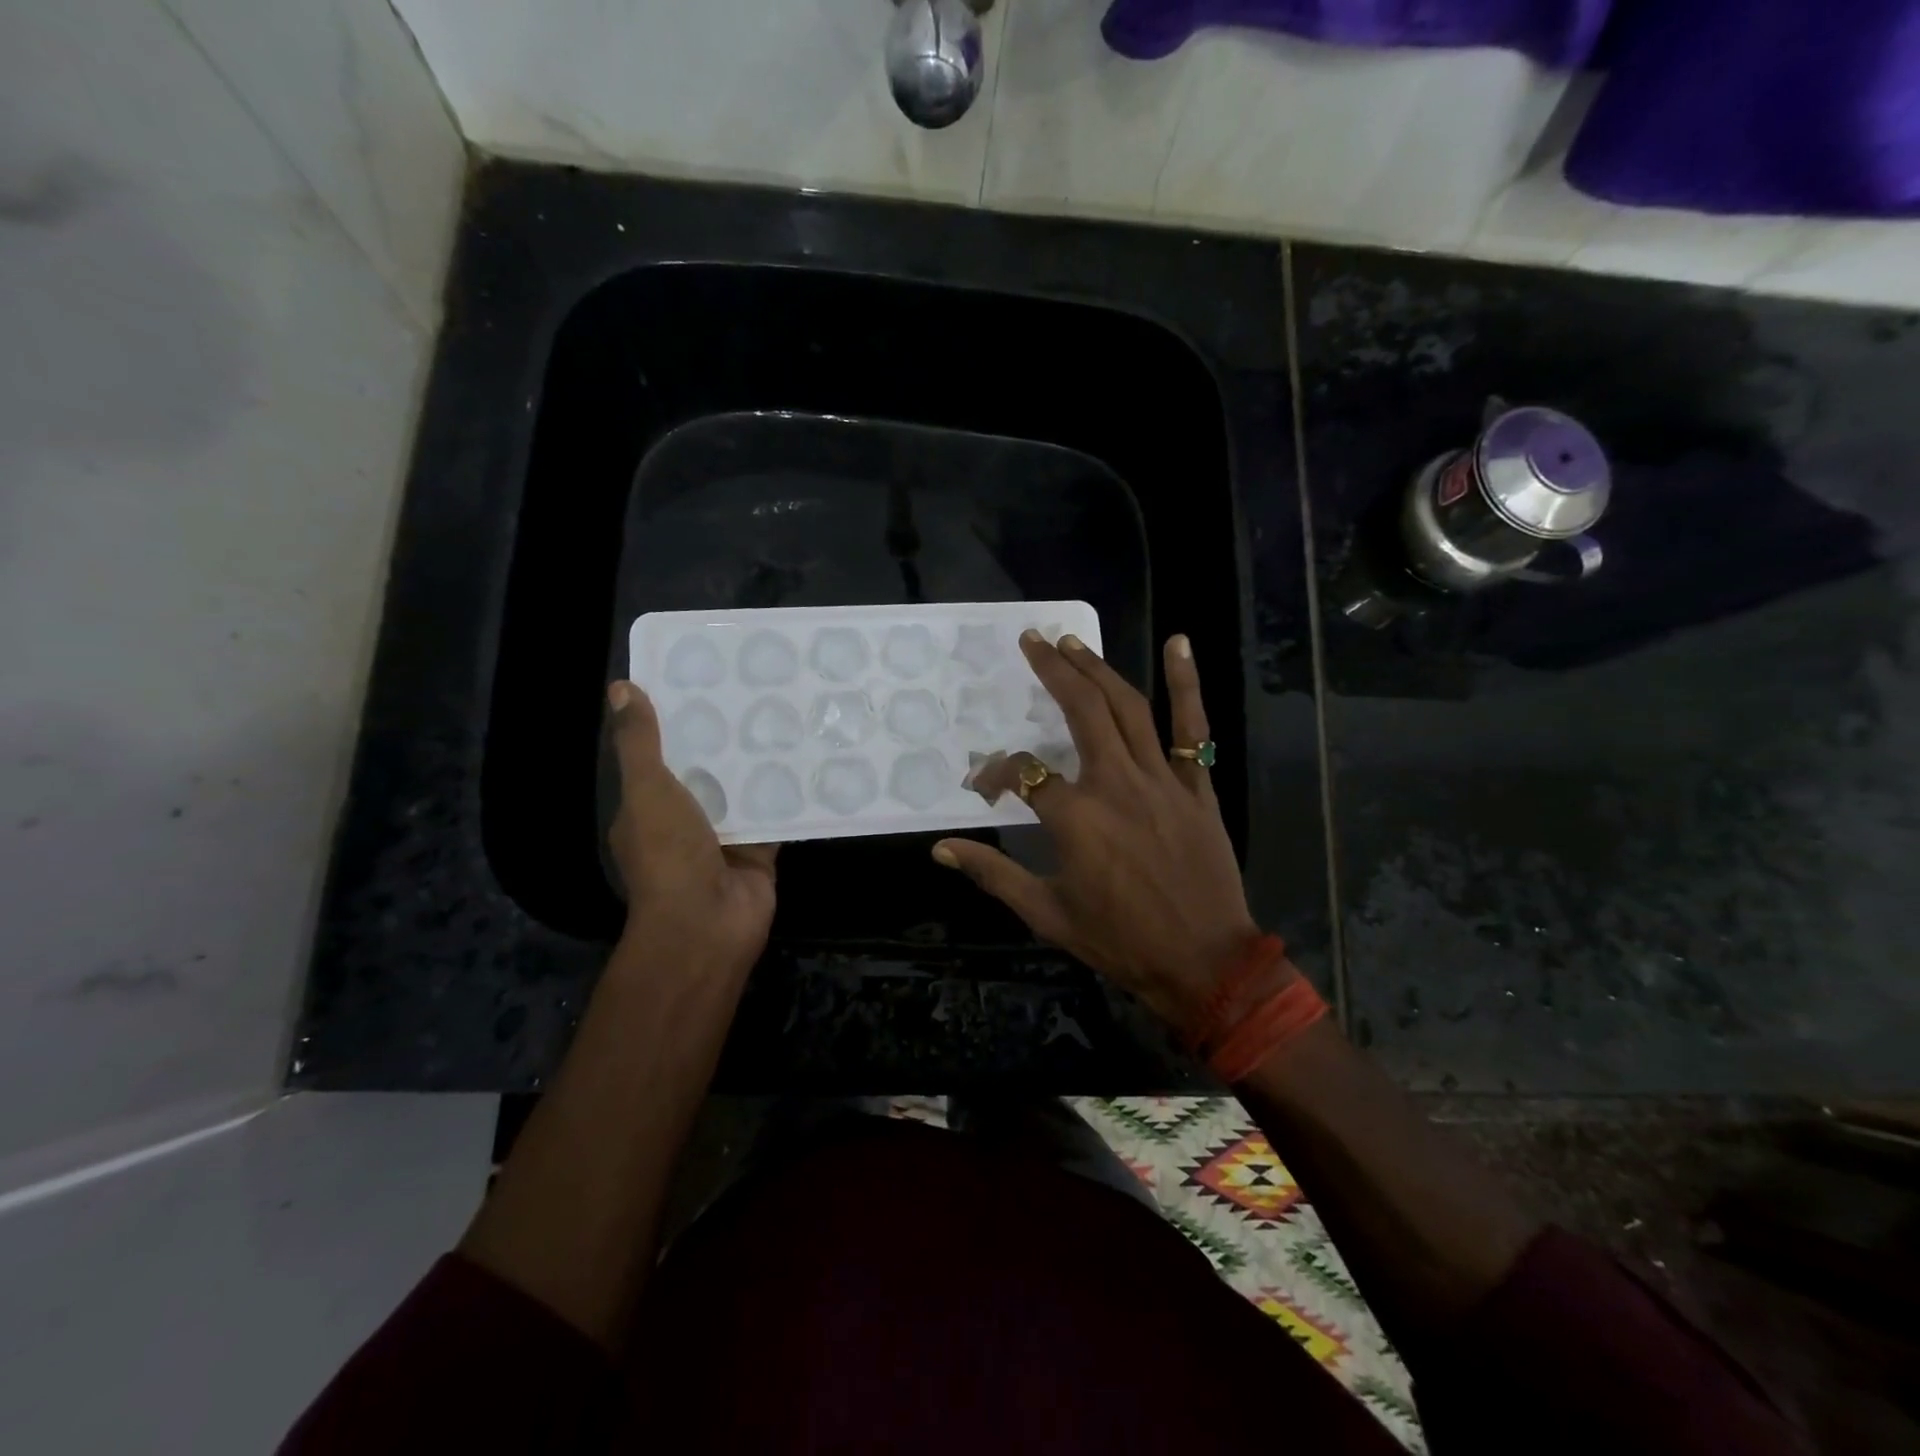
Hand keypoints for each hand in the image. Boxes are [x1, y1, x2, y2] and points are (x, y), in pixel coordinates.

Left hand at [606, 681, 777, 979]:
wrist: (708, 922)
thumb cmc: (668, 853)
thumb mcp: (647, 789)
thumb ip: (640, 743)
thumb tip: (620, 688)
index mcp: (648, 806)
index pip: (660, 754)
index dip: (676, 720)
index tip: (702, 681)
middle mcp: (684, 820)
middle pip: (706, 769)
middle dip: (725, 737)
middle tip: (754, 689)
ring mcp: (723, 836)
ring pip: (742, 789)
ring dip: (758, 761)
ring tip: (784, 712)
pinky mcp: (759, 848)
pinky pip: (774, 813)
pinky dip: (788, 792)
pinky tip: (807, 757)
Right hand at [932, 633, 1259, 1031]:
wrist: (1203, 963)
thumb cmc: (1120, 941)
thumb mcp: (1046, 913)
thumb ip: (993, 873)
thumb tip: (941, 848)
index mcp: (1075, 818)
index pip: (1022, 773)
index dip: (995, 773)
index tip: (984, 785)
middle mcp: (1116, 784)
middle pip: (1080, 710)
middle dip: (1052, 671)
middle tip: (1032, 641)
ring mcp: (1162, 779)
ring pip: (1128, 708)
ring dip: (1098, 669)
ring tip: (1073, 642)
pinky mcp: (1197, 785)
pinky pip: (1193, 728)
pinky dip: (1187, 683)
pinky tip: (1178, 643)